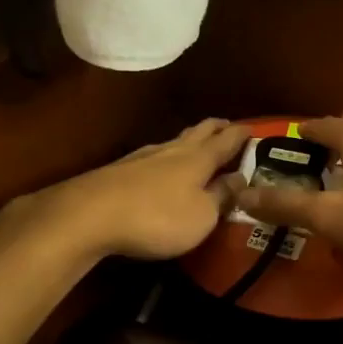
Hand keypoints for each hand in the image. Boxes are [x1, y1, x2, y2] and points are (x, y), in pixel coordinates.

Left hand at [17, 118, 249, 261]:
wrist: (89, 215)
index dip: (242, 134)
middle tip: (228, 125)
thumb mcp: (202, 216)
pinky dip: (167, 155)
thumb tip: (240, 177)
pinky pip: (153, 155)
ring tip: (198, 142)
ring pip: (175, 141)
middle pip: (199, 132)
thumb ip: (222, 196)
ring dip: (190, 139)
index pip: (227, 140)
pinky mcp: (120, 169)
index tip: (254, 128)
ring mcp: (143, 157)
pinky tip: (162, 163)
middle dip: (216, 127)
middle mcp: (173, 150)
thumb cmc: (157, 217)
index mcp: (199, 159)